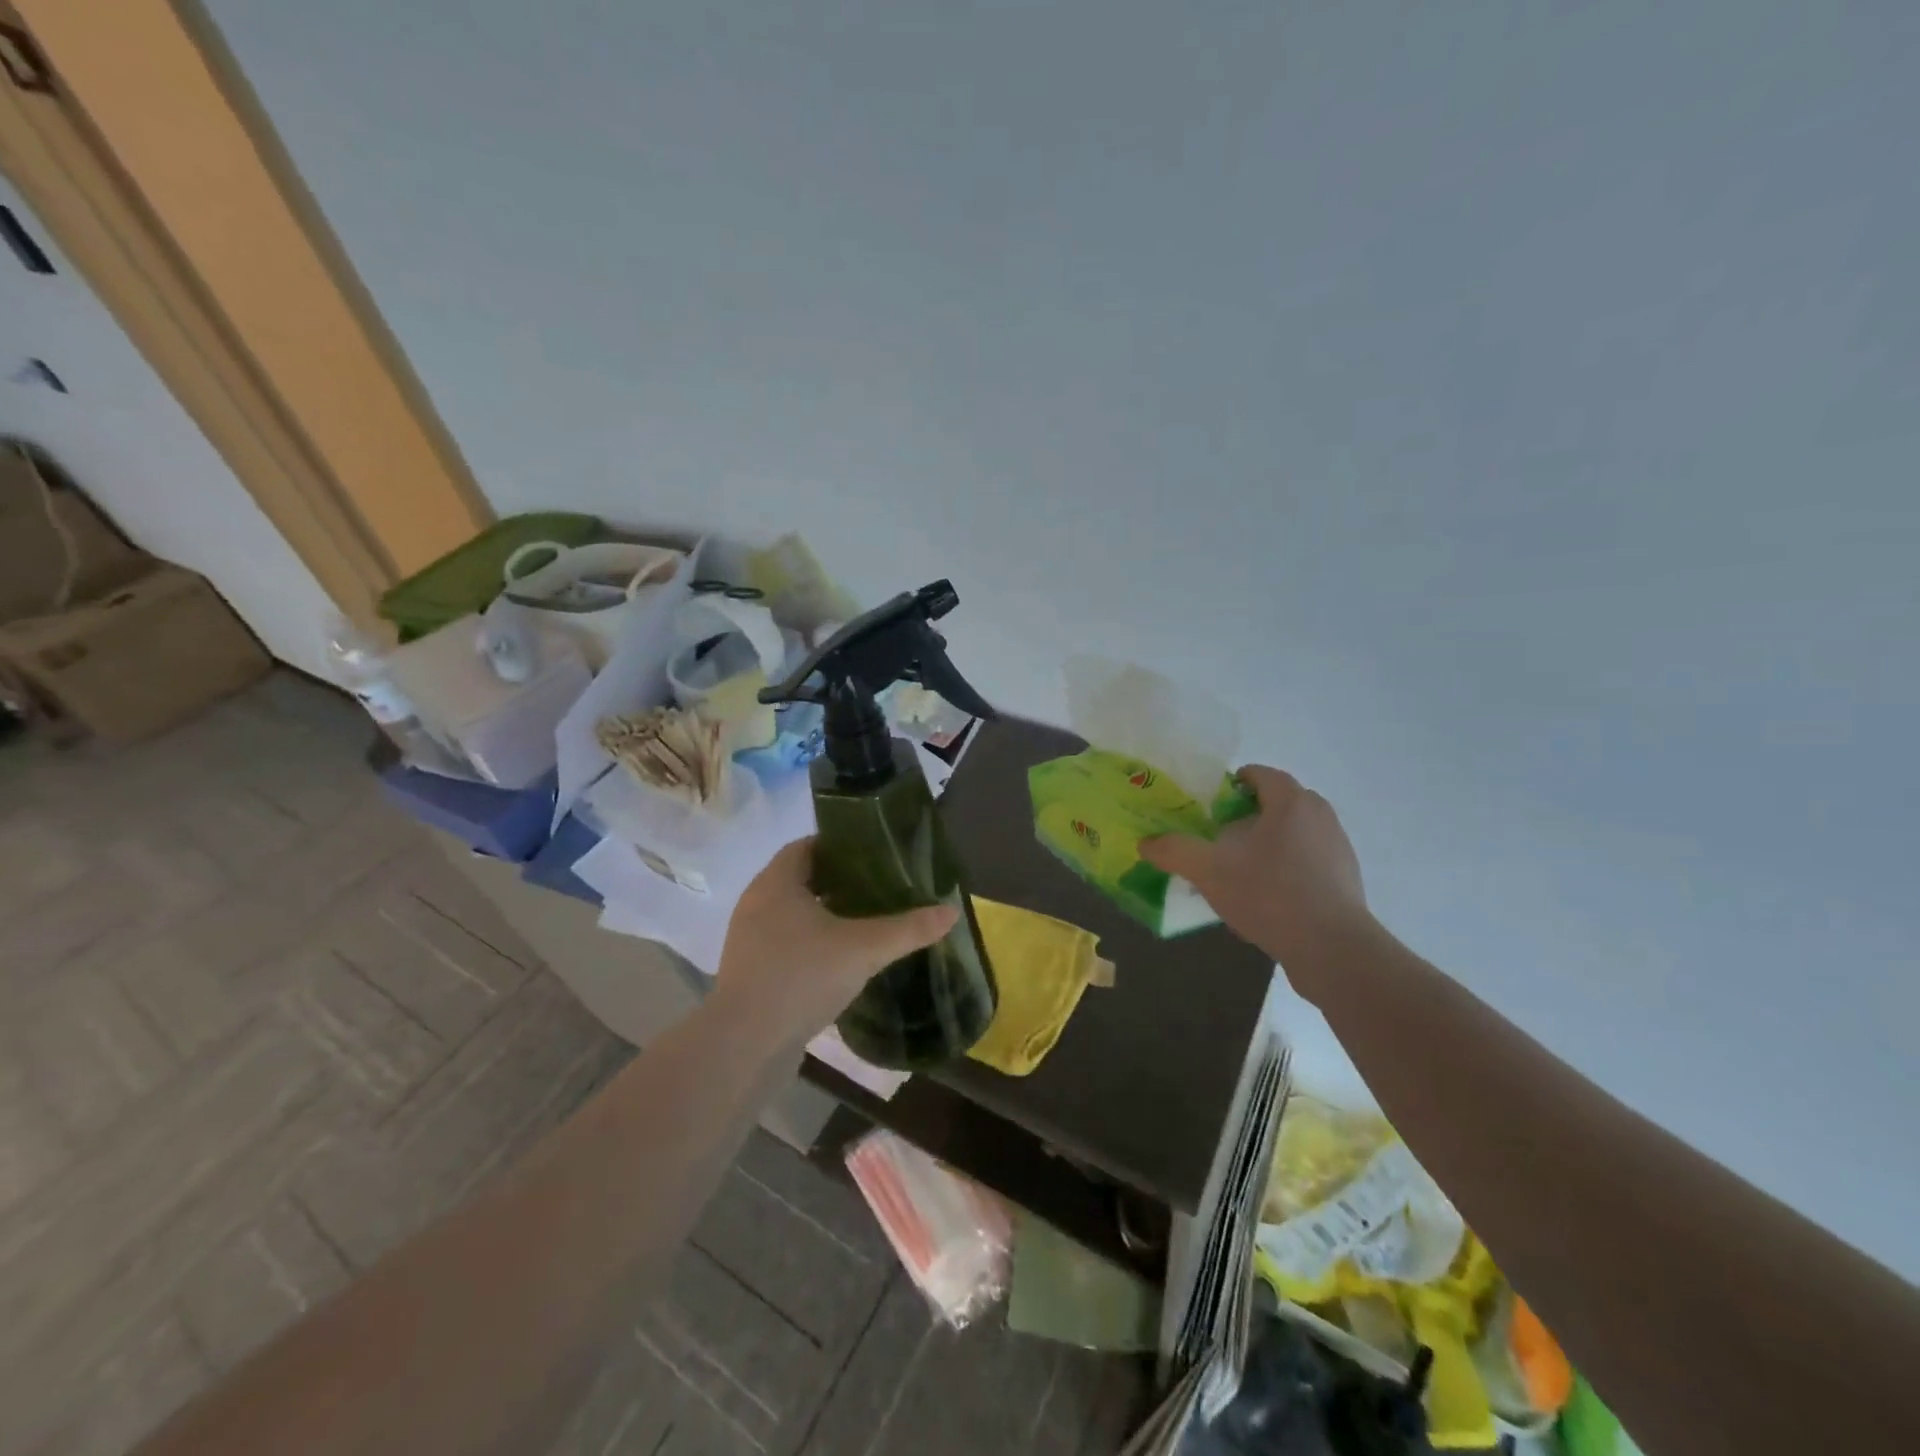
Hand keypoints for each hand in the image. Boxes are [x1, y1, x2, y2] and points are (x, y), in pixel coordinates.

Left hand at [713, 838, 959, 1044]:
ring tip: (866, 921)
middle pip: (801, 878)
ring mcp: (749, 938)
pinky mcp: (751, 970)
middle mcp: (757, 902)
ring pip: (793, 912)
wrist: (745, 1044)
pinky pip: (785, 942)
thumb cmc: (802, 977)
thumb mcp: (864, 949)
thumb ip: (907, 928)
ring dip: (825, 913)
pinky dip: (812, 941)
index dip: (840, 846)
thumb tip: (951, 911)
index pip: (807, 846)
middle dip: (839, 880)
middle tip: (880, 887)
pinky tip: (841, 959)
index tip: (875, 855)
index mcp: (777, 882)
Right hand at [1142, 765, 1370, 984]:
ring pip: (1292, 834)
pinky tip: (1265, 900)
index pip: (1259, 774)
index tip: (1208, 808)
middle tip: (1218, 840)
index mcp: (1291, 802)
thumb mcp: (1209, 871)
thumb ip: (1175, 851)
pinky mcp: (1345, 879)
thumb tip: (1146, 843)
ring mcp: (1338, 848)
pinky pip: (1307, 862)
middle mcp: (1320, 816)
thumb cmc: (1269, 894)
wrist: (1332, 949)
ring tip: (1238, 873)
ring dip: (1265, 845)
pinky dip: (1285, 870)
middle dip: (1245, 818)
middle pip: (1276, 804)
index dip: (1229, 785)